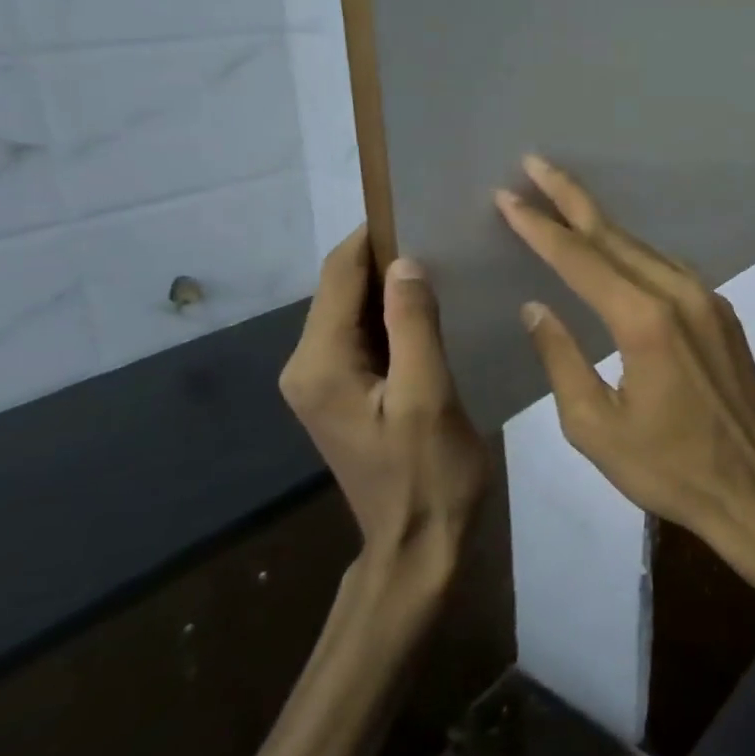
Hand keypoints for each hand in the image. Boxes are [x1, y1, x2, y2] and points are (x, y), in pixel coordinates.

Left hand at [279, 227, 488, 584]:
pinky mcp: (345, 393)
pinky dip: (395, 316)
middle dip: (387, 258)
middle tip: (444, 234)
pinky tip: (434, 309)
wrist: (417, 548)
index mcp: (319, 364)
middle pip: (343, 289)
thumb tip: (406, 260)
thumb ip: (414, 325)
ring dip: (394, 286)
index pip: (339, 276)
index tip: (419, 207)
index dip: (373, 236)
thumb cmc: (428, 475)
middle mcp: (308, 366)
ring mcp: (323, 382)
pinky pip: (366, 336)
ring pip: (356, 311)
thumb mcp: (428, 396)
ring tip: (446, 263)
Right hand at [494, 156, 754, 555]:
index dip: (540, 226)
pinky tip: (616, 250)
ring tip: (565, 200)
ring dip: (603, 224)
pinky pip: (669, 268)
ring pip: (644, 248)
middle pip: (615, 236)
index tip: (508, 196)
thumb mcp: (595, 427)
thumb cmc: (668, 468)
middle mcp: (679, 294)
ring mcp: (708, 299)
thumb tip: (536, 307)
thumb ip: (561, 360)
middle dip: (571, 198)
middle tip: (535, 164)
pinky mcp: (722, 311)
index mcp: (643, 322)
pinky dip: (635, 252)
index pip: (580, 259)